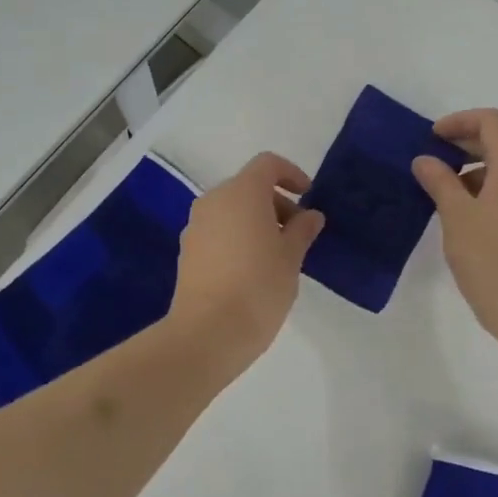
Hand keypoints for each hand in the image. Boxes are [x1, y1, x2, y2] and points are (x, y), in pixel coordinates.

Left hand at [168, 152, 324, 363]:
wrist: (207, 332)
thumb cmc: (258, 286)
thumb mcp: (291, 257)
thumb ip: (302, 230)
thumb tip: (310, 216)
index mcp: (242, 192)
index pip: (267, 164)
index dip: (291, 174)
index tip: (308, 197)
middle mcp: (214, 200)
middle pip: (248, 187)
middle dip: (276, 203)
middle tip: (298, 234)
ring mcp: (195, 226)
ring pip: (231, 210)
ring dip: (256, 222)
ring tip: (277, 255)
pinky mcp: (187, 251)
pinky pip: (218, 231)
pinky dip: (237, 237)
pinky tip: (252, 270)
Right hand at [412, 109, 497, 344]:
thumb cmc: (492, 260)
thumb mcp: (456, 217)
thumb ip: (439, 181)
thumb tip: (425, 160)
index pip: (491, 122)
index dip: (459, 122)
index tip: (431, 138)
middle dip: (465, 144)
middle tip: (432, 160)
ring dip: (476, 169)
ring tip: (444, 192)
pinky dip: (491, 188)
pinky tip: (468, 213)